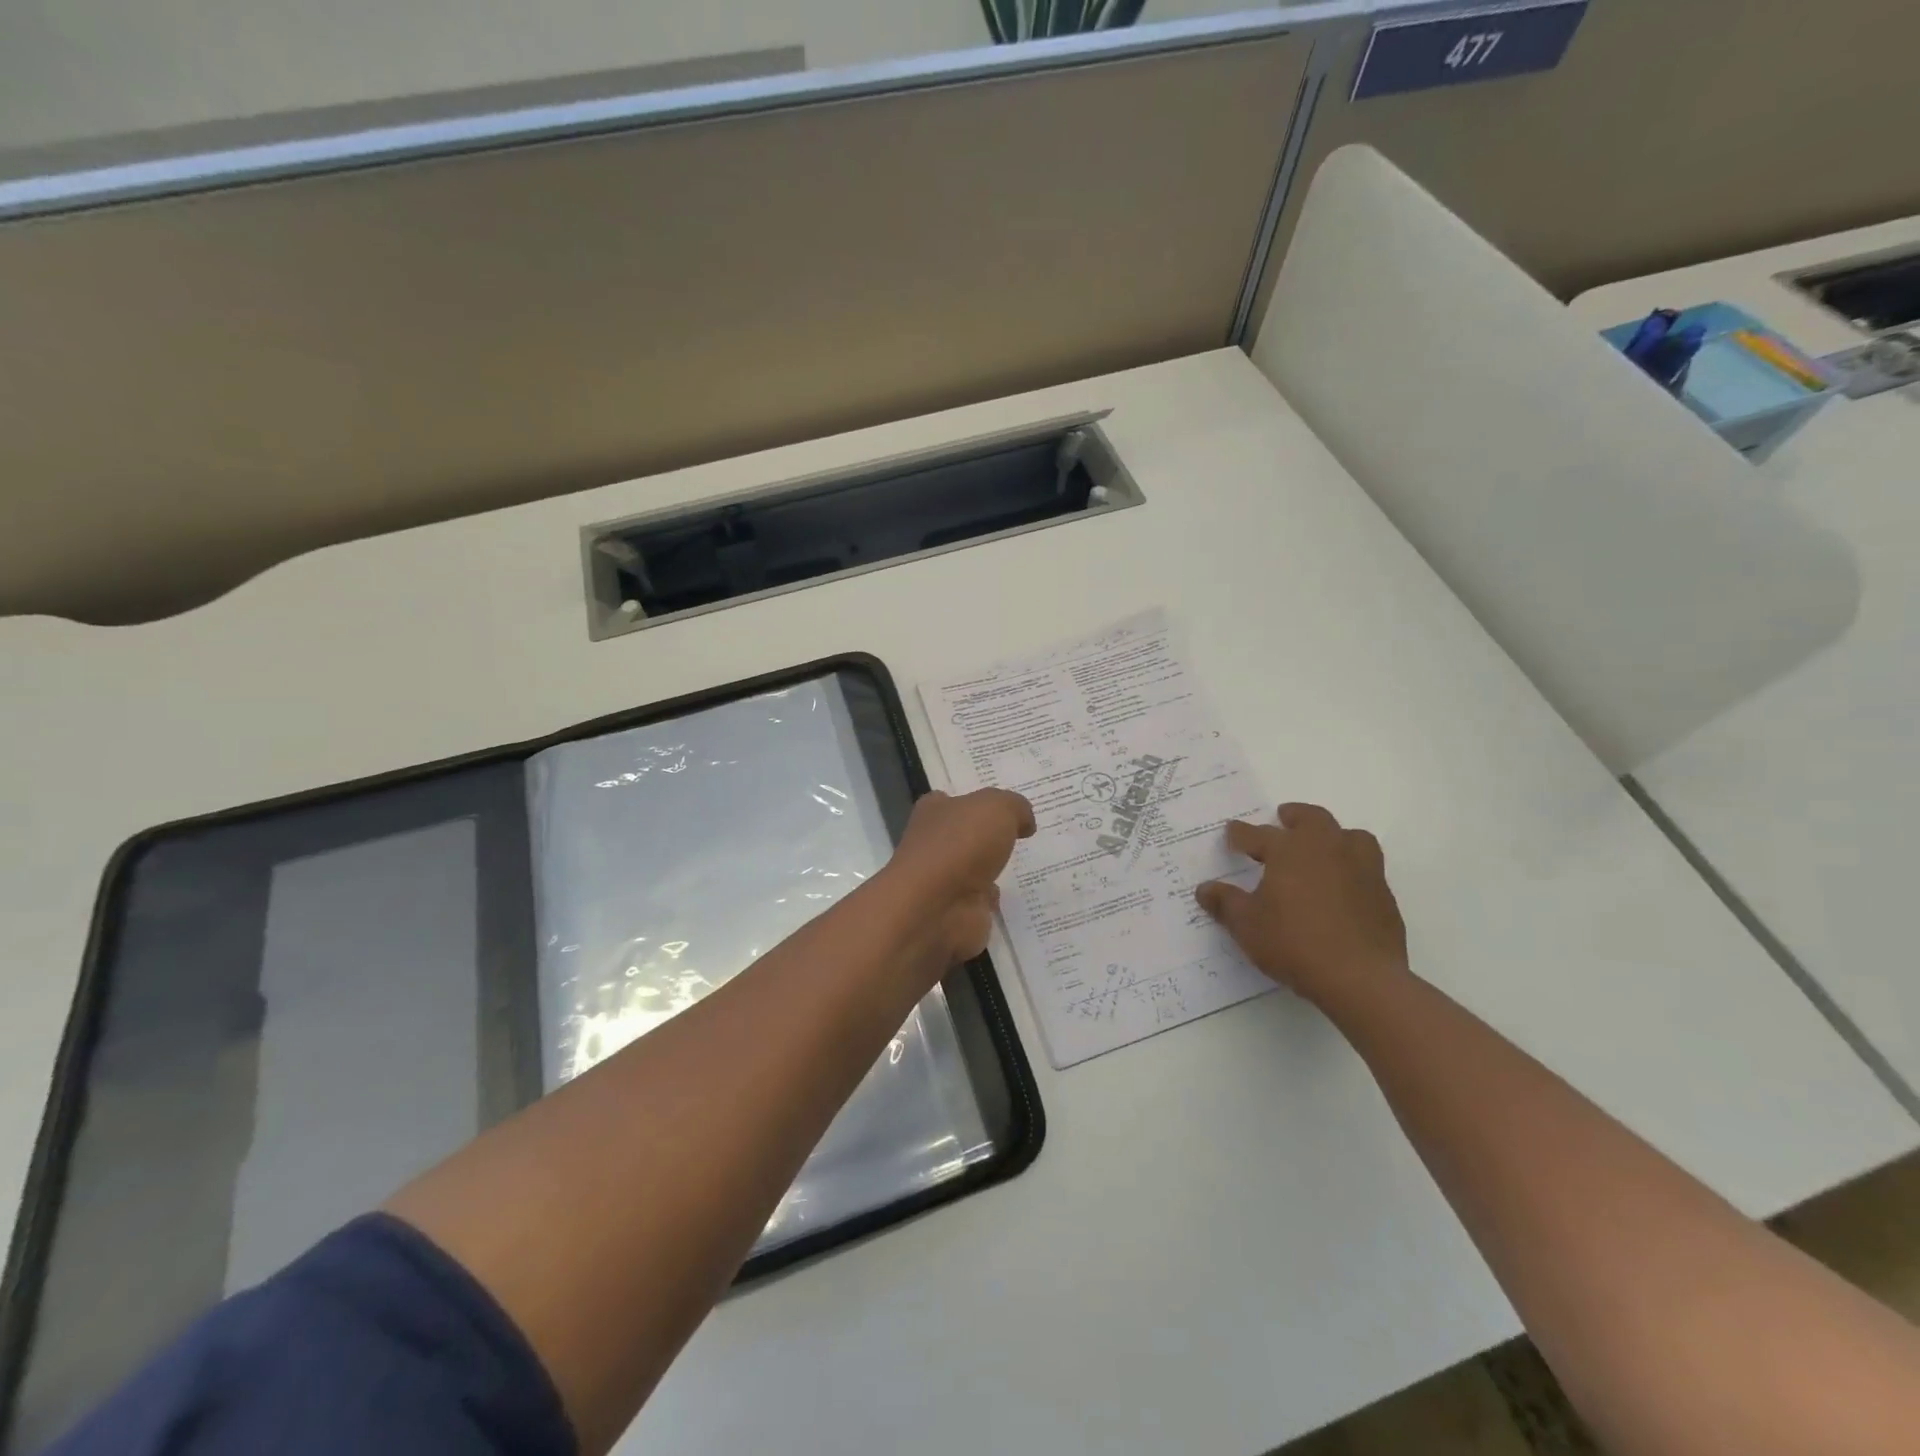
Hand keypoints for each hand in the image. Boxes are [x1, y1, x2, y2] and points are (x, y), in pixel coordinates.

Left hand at [885, 789, 1035, 961]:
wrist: (937, 908)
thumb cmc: (961, 845)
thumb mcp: (998, 807)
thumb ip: (1015, 807)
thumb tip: (1025, 823)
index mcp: (935, 812)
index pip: (950, 801)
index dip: (973, 802)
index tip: (1000, 808)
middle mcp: (934, 845)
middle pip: (965, 837)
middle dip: (987, 839)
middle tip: (1022, 837)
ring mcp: (944, 881)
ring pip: (974, 872)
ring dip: (993, 873)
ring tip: (1027, 868)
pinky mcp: (956, 913)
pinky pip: (982, 904)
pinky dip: (995, 904)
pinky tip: (1017, 899)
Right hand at [1195, 803, 1407, 1008]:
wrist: (1361, 978)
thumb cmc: (1294, 942)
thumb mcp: (1247, 925)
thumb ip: (1226, 902)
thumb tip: (1205, 889)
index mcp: (1290, 849)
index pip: (1258, 834)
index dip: (1240, 834)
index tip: (1231, 832)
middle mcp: (1328, 848)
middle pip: (1312, 819)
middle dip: (1294, 817)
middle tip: (1283, 819)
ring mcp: (1362, 869)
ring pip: (1350, 837)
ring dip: (1333, 837)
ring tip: (1322, 848)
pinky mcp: (1383, 895)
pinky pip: (1366, 869)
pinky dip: (1351, 869)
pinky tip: (1342, 888)